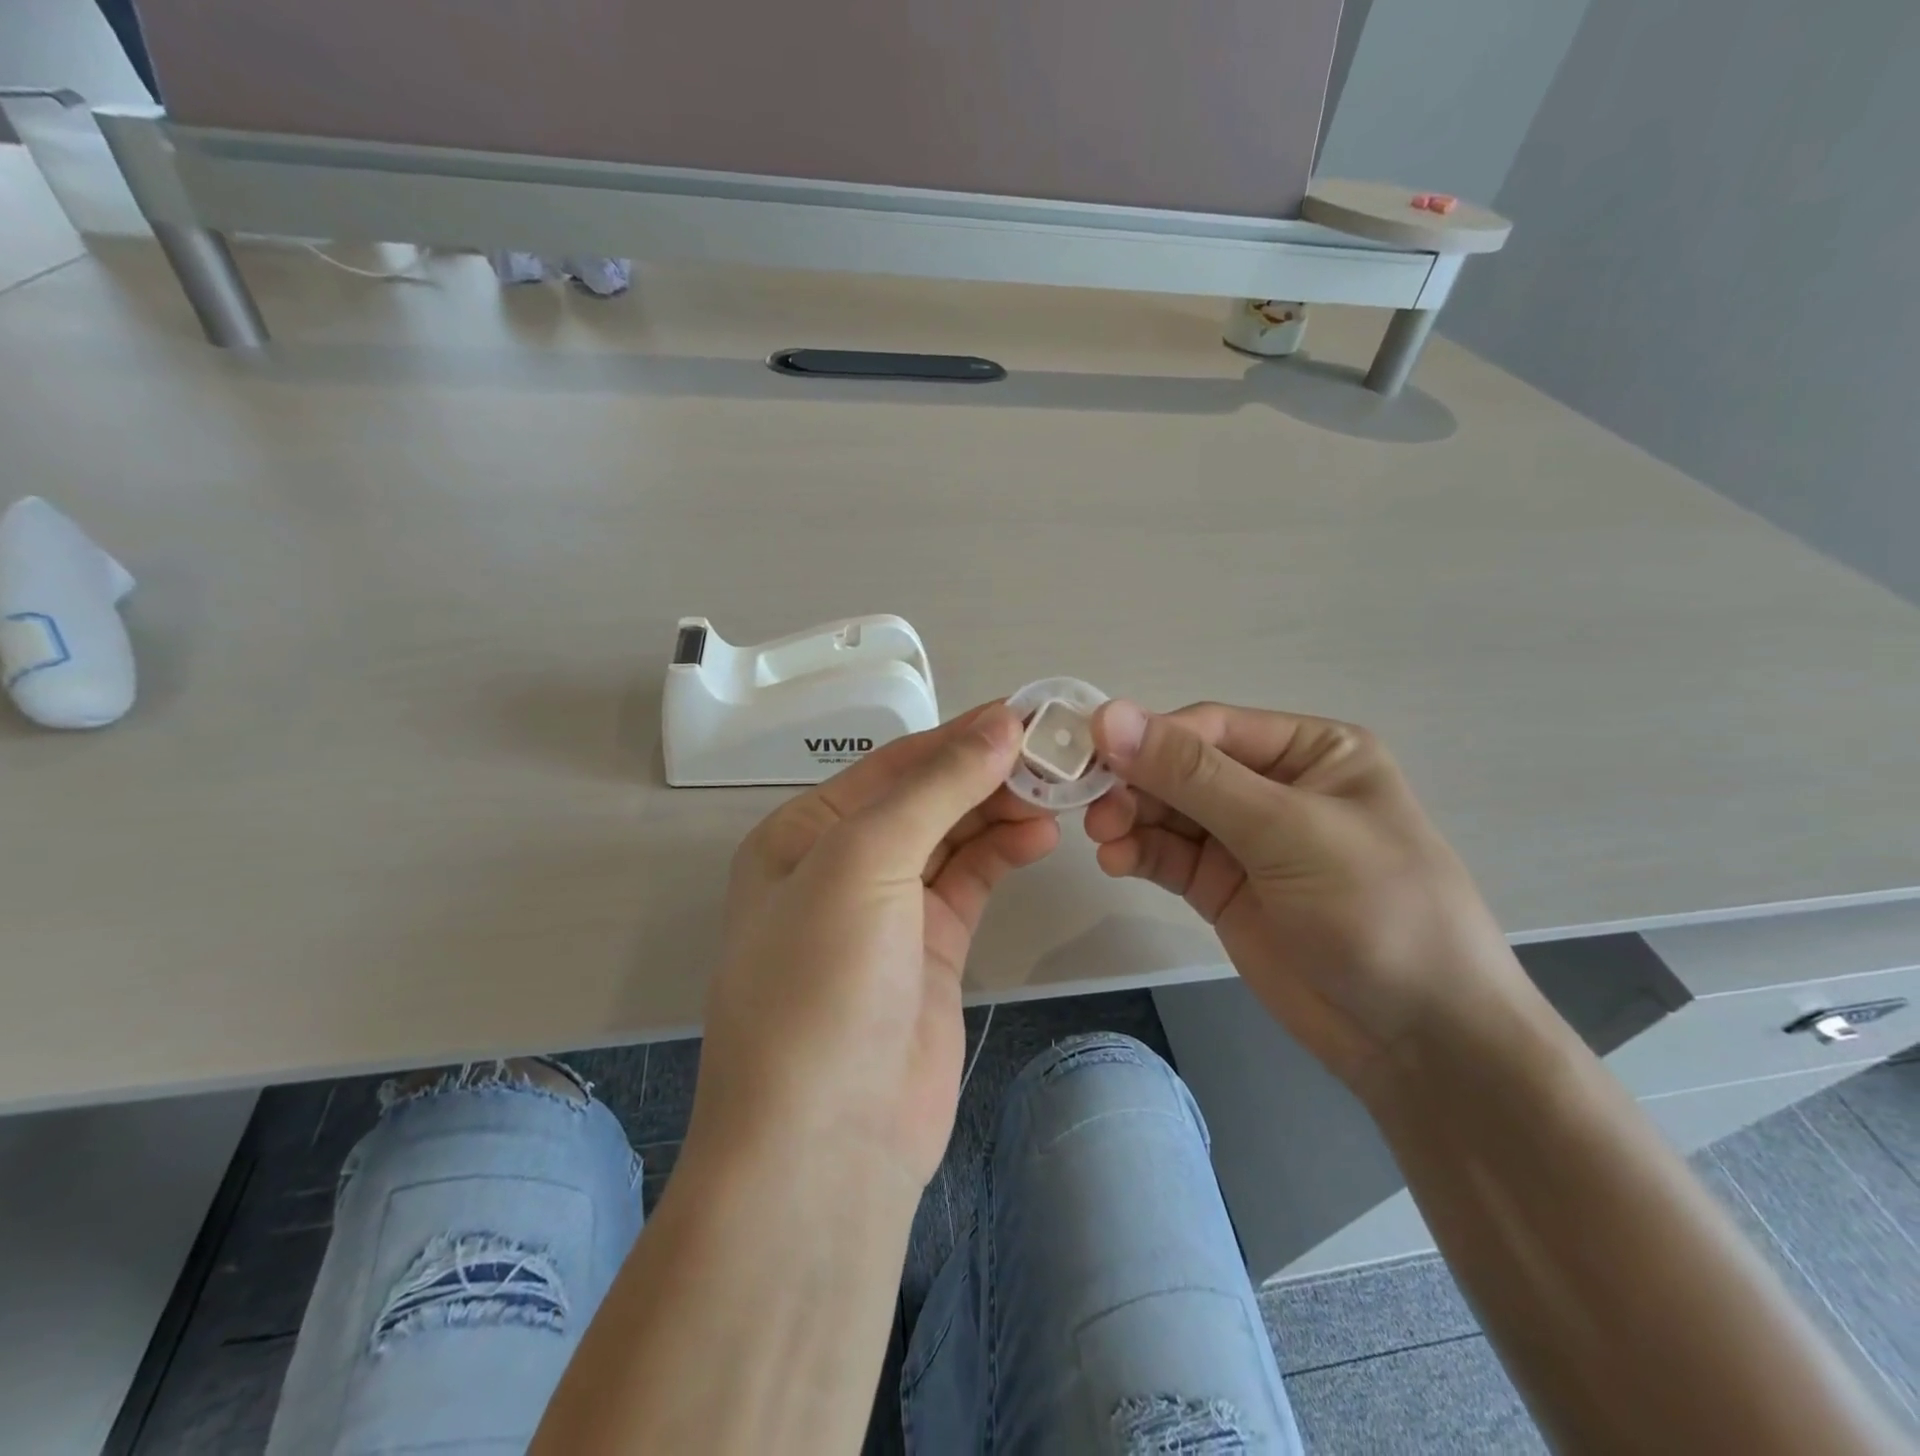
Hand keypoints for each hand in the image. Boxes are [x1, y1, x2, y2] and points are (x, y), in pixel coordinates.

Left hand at [691, 704, 1058, 1191]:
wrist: (826, 1144)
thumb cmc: (823, 983)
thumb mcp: (864, 863)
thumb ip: (936, 789)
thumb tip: (1001, 725)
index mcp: (804, 833)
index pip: (893, 766)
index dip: (958, 737)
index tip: (1025, 715)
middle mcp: (842, 865)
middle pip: (925, 798)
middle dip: (985, 774)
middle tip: (1055, 755)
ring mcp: (889, 910)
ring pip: (953, 838)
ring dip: (1000, 811)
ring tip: (1057, 795)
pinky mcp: (930, 949)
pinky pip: (970, 882)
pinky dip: (1003, 854)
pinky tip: (1040, 836)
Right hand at [1086, 700, 1523, 1088]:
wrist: (1419, 1042)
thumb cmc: (1376, 911)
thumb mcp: (1287, 831)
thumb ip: (1194, 776)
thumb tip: (1109, 715)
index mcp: (1311, 751)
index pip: (1212, 728)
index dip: (1150, 736)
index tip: (1093, 752)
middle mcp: (1274, 786)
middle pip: (1182, 769)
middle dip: (1136, 784)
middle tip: (1094, 809)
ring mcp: (1246, 840)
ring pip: (1168, 812)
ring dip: (1130, 819)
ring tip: (1102, 840)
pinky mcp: (1224, 887)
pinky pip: (1169, 855)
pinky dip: (1138, 853)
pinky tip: (1116, 861)